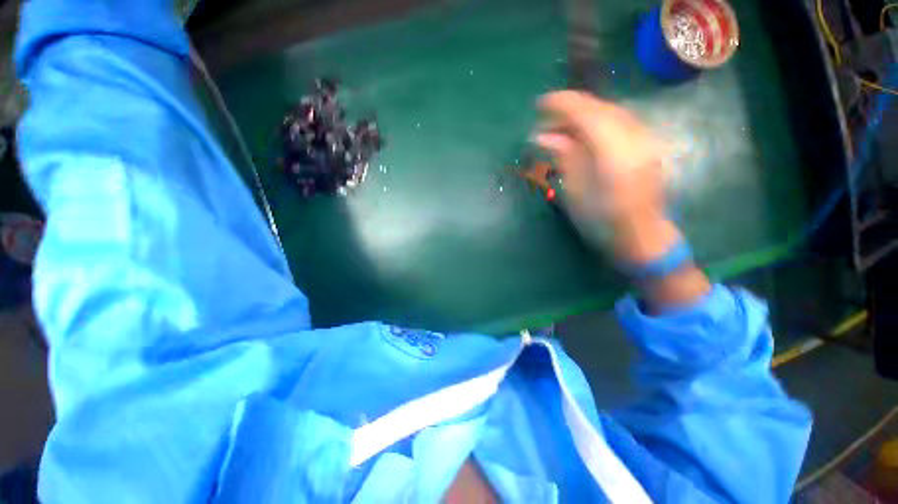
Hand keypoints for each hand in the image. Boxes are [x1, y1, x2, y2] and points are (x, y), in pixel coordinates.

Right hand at [535, 91, 709, 307]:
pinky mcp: (648, 143)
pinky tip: (583, 134)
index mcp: (614, 153)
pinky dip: (597, 121)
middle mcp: (635, 138)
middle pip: (600, 107)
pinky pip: (619, 121)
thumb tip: (542, 135)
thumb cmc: (601, 221)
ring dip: (583, 114)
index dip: (561, 104)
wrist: (640, 235)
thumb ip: (563, 156)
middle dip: (570, 108)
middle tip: (545, 123)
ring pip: (611, 111)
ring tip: (560, 129)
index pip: (587, 112)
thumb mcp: (574, 191)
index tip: (538, 105)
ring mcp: (646, 139)